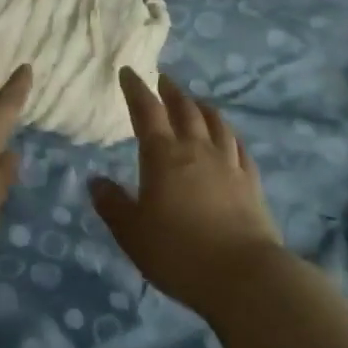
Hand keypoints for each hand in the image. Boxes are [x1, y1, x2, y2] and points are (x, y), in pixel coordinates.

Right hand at [89, 69, 283, 313]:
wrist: (243, 276)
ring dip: (202, 107)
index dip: (136, 89)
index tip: (129, 72)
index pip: (147, 110)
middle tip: (163, 81)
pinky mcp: (251, 182)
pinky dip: (229, 135)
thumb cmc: (178, 253)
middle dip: (171, 91)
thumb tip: (95, 181)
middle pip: (184, 109)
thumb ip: (113, 205)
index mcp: (163, 155)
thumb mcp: (132, 234)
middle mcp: (197, 149)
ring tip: (195, 102)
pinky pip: (239, 147)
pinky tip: (229, 138)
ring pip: (215, 122)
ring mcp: (228, 163)